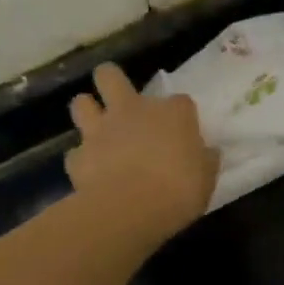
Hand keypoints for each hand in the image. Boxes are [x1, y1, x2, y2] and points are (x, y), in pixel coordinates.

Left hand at [66, 63, 218, 243]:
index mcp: (172, 113)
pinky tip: (92, 172)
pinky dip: (83, 159)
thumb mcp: (206, 177)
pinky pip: (76, 152)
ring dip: (88, 112)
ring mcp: (100, 130)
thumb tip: (207, 152)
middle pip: (109, 76)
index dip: (180, 115)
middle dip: (111, 81)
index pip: (180, 101)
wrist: (131, 208)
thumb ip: (204, 160)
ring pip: (81, 103)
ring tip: (98, 130)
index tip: (183, 132)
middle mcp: (132, 110)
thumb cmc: (180, 190)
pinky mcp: (77, 156)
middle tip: (120, 101)